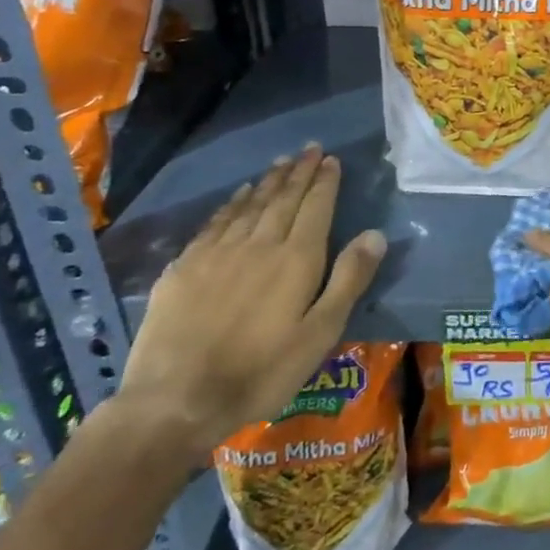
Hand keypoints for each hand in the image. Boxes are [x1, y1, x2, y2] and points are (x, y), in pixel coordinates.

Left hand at [120, 147, 385, 460]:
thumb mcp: (320, 334)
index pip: (315, 208)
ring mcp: (217, 253)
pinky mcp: (185, 267)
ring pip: (250, 205)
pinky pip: (215, 222)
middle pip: (283, 199)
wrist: (175, 400)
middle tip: (309, 149)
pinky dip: (231, 204)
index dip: (324, 182)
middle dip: (299, 172)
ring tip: (281, 162)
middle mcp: (258, 244)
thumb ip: (348, 280)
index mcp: (296, 259)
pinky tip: (238, 195)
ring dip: (268, 181)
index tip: (330, 159)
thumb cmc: (261, 372)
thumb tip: (374, 234)